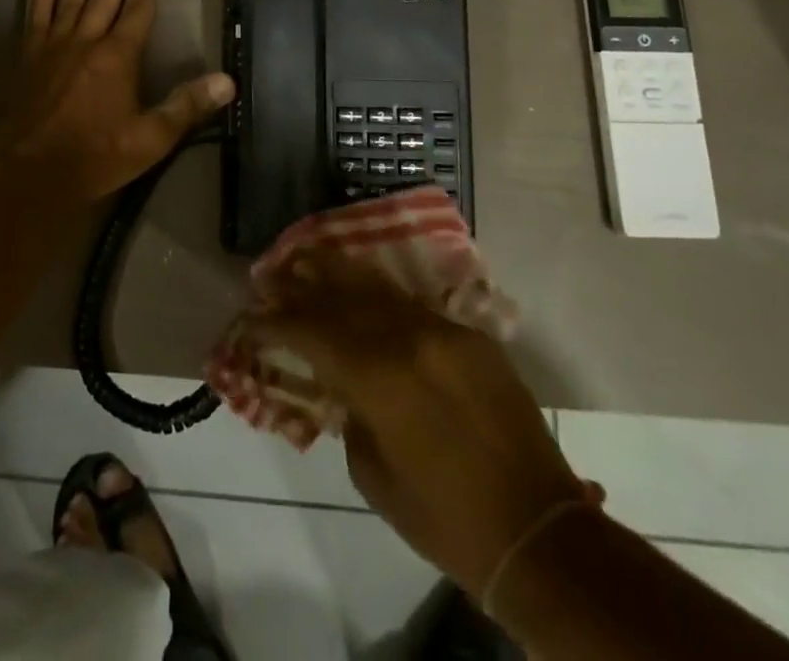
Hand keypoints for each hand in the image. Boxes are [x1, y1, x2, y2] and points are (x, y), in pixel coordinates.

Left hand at [0, 0, 234, 200]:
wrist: (32, 173)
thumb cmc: (96, 156)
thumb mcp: (151, 138)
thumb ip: (187, 106)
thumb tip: (228, 81)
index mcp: (118, 56)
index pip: (137, 8)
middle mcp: (86, 40)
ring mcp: (54, 45)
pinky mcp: (29, 56)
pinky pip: (37, 16)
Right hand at [247, 251, 587, 601]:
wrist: (539, 532)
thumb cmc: (445, 519)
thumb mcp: (373, 476)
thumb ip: (350, 415)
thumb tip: (341, 385)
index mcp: (378, 377)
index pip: (310, 330)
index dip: (274, 321)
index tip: (249, 317)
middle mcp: (407, 338)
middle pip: (339, 295)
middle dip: (298, 283)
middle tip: (268, 273)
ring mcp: (442, 330)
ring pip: (376, 286)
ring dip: (336, 271)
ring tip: (305, 256)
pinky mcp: (469, 336)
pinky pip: (412, 305)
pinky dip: (378, 295)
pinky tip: (360, 286)